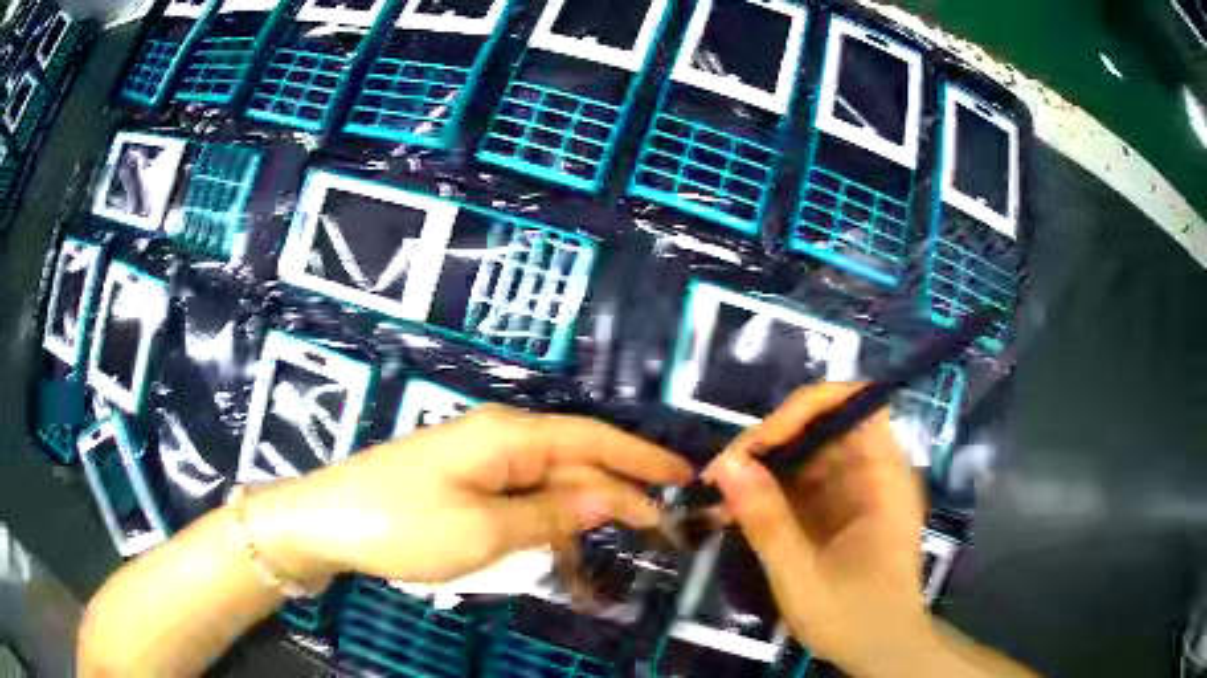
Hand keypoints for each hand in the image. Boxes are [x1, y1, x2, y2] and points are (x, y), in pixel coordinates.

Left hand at [246, 405, 692, 584]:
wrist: (327, 522)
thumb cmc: (403, 523)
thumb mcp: (484, 529)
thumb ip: (551, 516)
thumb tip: (610, 501)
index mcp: (509, 436)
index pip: (593, 440)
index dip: (642, 458)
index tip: (685, 477)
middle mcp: (500, 441)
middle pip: (575, 464)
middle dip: (620, 495)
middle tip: (665, 529)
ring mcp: (480, 465)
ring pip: (550, 488)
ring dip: (583, 519)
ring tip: (619, 555)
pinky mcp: (465, 487)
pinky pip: (521, 503)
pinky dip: (546, 529)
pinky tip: (562, 557)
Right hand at [704, 383, 930, 676]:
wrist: (881, 652)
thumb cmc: (854, 619)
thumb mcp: (803, 578)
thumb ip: (767, 522)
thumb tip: (726, 464)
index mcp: (885, 479)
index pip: (855, 405)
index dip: (806, 409)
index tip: (759, 442)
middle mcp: (875, 472)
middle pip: (823, 426)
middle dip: (771, 441)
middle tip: (722, 474)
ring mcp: (856, 490)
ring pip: (806, 453)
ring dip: (763, 467)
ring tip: (718, 493)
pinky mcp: (839, 509)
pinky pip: (801, 482)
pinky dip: (768, 491)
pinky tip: (735, 510)